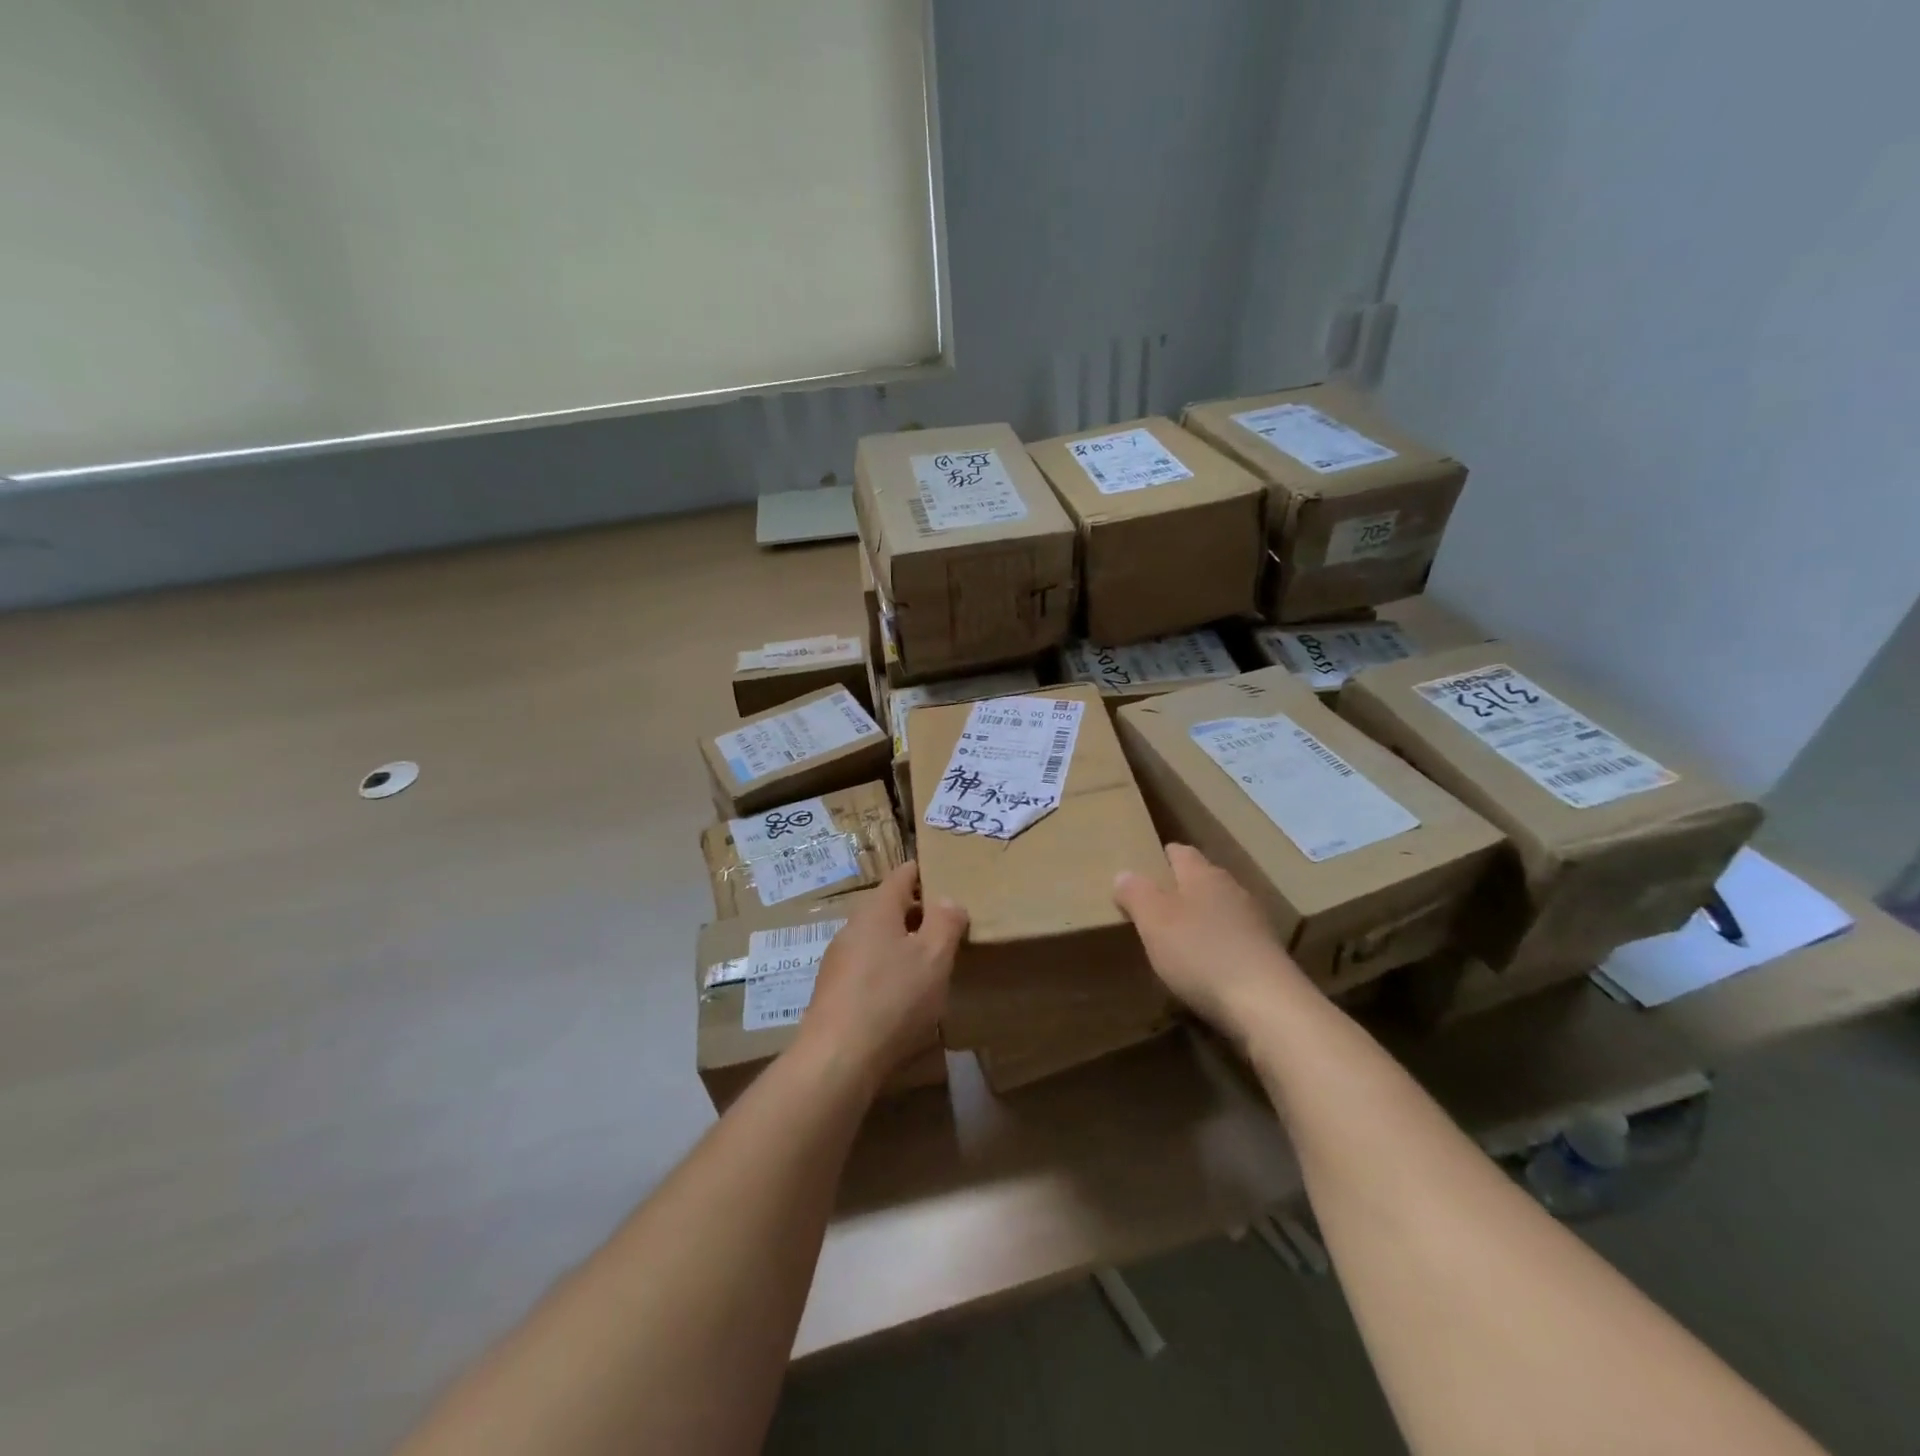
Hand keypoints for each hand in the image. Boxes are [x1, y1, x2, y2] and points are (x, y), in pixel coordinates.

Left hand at [795, 863, 966, 1090]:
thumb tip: (948, 899)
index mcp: (877, 910)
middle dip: (918, 914)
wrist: (837, 1059)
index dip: (924, 873)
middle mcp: (852, 927)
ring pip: (877, 940)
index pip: (902, 875)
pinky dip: (888, 973)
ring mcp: (838, 961)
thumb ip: (946, 922)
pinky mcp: (833, 992)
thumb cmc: (893, 998)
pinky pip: (867, 969)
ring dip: (903, 946)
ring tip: (930, 966)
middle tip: (948, 929)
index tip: (946, 879)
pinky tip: (903, 999)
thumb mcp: (934, 957)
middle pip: (889, 908)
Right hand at [1114, 843, 1308, 1037]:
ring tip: (1178, 938)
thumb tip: (1124, 873)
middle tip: (1154, 907)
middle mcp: (1232, 889)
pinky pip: (1234, 940)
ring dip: (1201, 919)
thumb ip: (1136, 893)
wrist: (1268, 1005)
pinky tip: (1206, 967)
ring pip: (1220, 909)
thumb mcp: (1154, 921)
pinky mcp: (1267, 954)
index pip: (1180, 852)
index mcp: (1203, 874)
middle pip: (1202, 880)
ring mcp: (1254, 922)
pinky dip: (1218, 946)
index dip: (1162, 857)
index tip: (1145, 867)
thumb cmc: (1201, 953)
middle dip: (1180, 889)